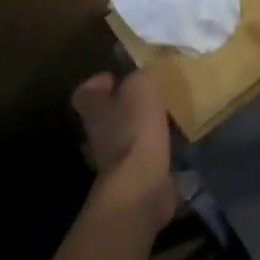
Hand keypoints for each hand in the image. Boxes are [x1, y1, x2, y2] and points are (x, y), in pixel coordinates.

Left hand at [73, 71, 176, 231]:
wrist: (141, 185)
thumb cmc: (135, 129)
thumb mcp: (142, 87)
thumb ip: (142, 76)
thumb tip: (145, 74)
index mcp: (93, 108)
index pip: (85, 92)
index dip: (98, 83)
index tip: (116, 78)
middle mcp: (97, 133)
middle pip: (106, 113)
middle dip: (125, 104)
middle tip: (149, 94)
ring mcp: (114, 158)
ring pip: (125, 134)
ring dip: (142, 126)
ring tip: (166, 115)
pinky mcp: (133, 176)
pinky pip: (143, 154)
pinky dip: (156, 148)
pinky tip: (174, 140)